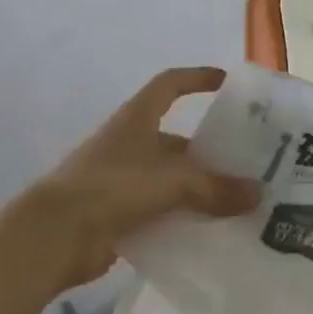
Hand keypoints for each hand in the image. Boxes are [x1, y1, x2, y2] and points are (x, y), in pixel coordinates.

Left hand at [19, 67, 260, 291]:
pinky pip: (159, 211)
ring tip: (238, 203)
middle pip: (176, 139)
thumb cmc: (113, 186)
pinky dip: (182, 219)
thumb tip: (258, 194)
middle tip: (248, 164)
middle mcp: (130, 143)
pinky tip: (211, 234)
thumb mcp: (171, 181)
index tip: (226, 82)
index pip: (170, 84)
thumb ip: (215, 188)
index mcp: (138, 118)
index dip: (197, 78)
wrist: (54, 235)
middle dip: (209, 151)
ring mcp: (121, 180)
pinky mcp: (117, 214)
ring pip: (170, 179)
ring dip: (198, 190)